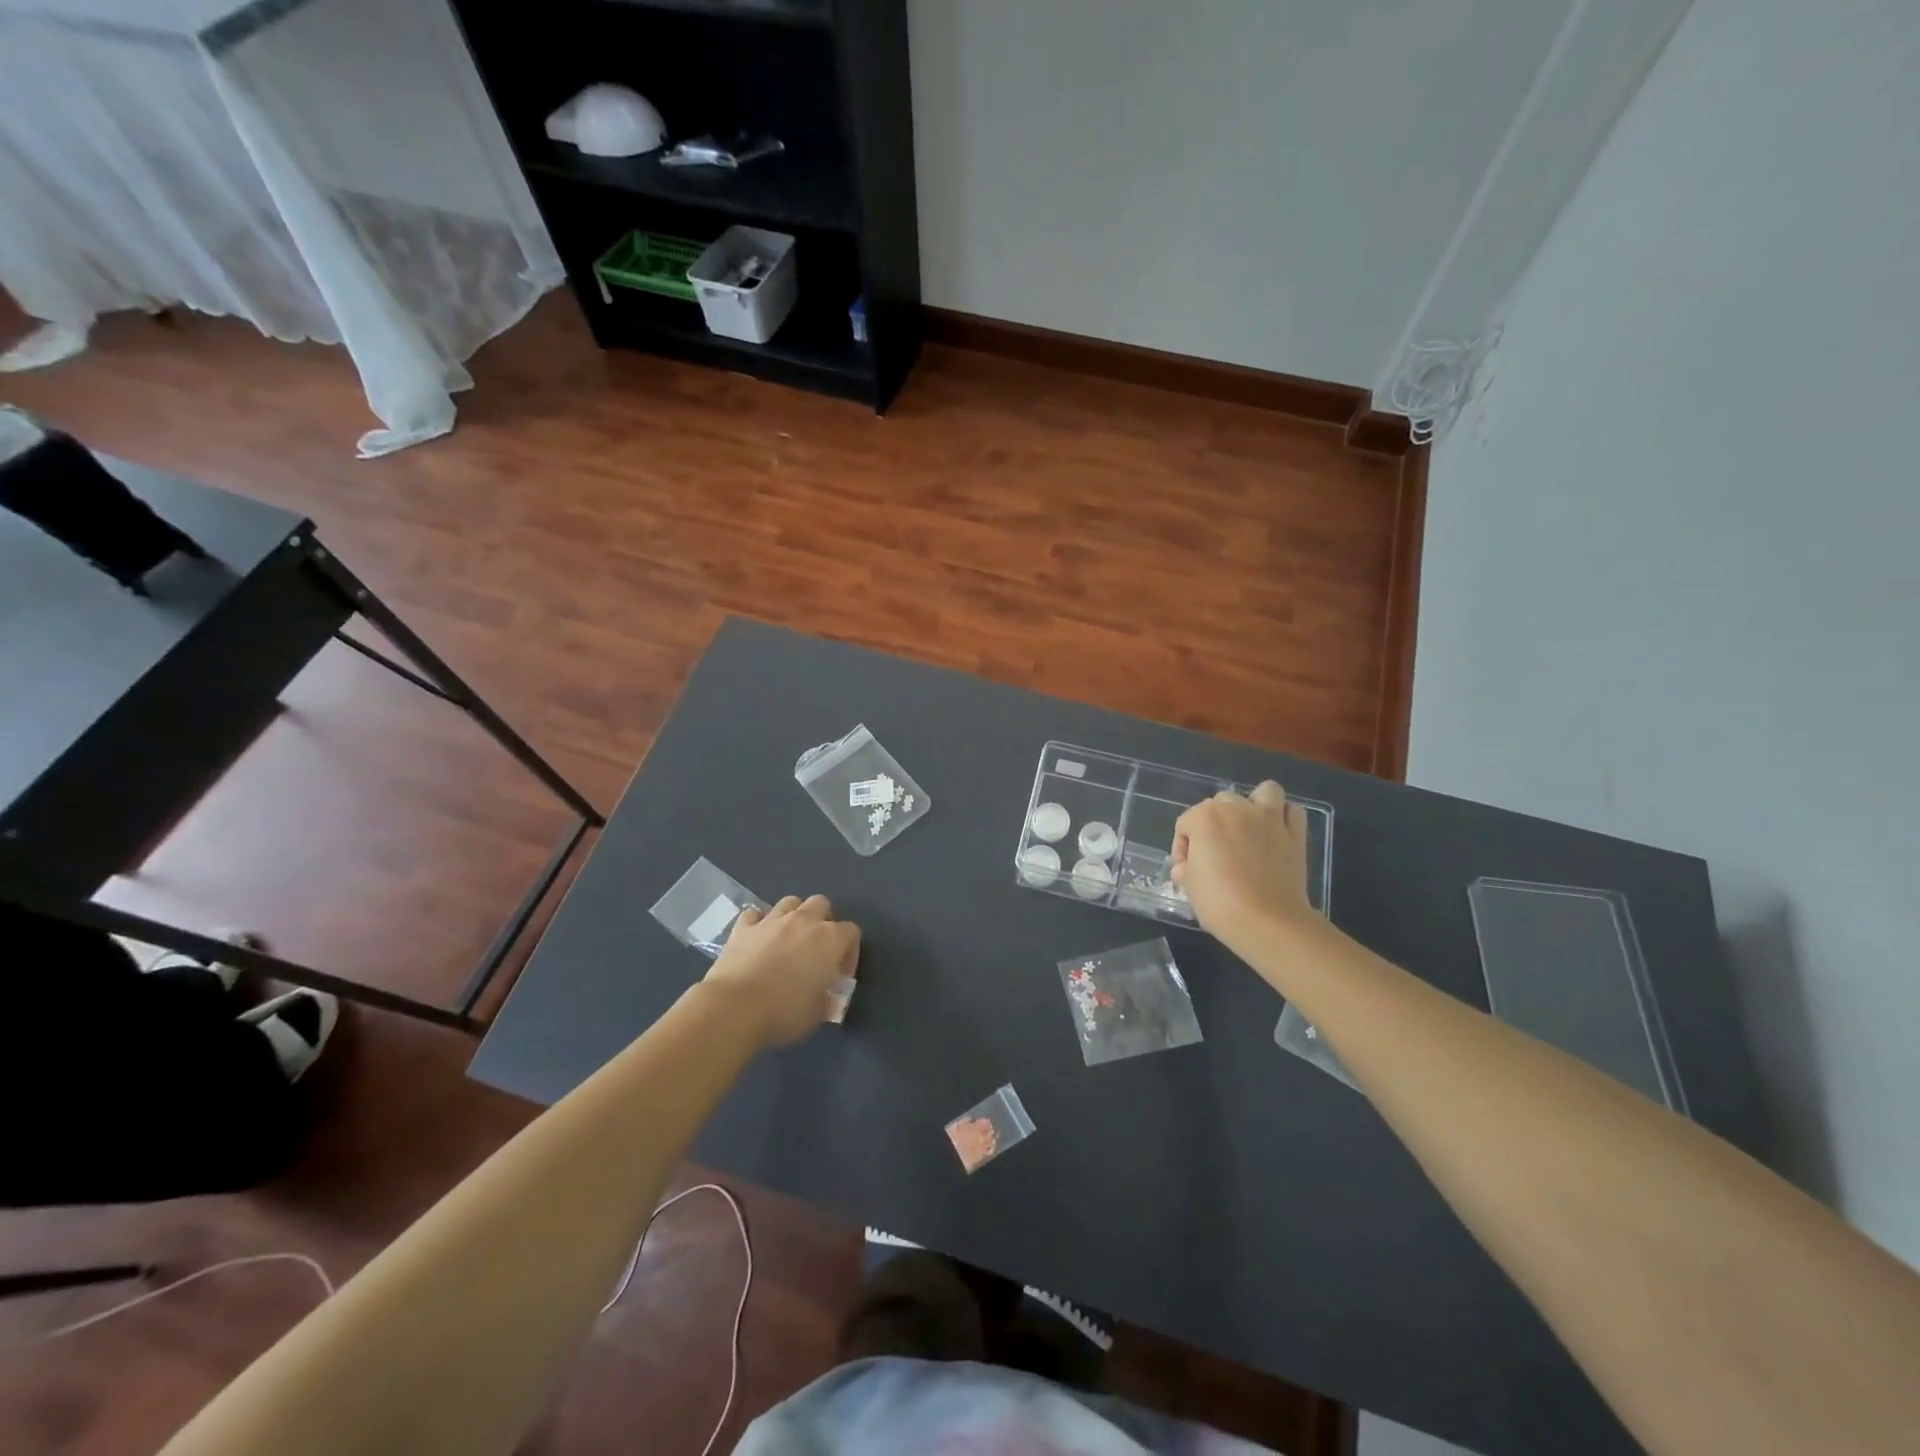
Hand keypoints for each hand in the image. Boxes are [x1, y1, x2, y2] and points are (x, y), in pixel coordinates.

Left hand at [703, 895, 859, 1048]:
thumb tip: (825, 998)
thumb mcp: (816, 1015)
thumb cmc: (784, 1012)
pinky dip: (757, 923)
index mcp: (829, 940)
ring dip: (793, 916)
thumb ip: (825, 1001)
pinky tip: (756, 938)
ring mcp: (771, 921)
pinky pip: (753, 914)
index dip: (849, 952)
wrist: (734, 1008)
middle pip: (821, 903)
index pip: (851, 932)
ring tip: (787, 939)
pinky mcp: (743, 928)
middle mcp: (803, 921)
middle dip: (822, 921)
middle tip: (815, 949)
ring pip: (789, 902)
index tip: (839, 975)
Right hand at [1172, 782, 1313, 947]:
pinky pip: (1292, 812)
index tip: (1185, 871)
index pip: (1185, 824)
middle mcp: (1237, 809)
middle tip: (1215, 853)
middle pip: (1221, 803)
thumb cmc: (1219, 902)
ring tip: (1249, 828)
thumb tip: (1185, 869)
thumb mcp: (1190, 887)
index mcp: (1205, 817)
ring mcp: (1269, 819)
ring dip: (1255, 804)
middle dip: (1215, 823)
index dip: (1182, 847)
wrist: (1267, 922)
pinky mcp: (1295, 835)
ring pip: (1263, 792)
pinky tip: (1276, 834)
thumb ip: (1187, 870)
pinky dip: (1284, 817)